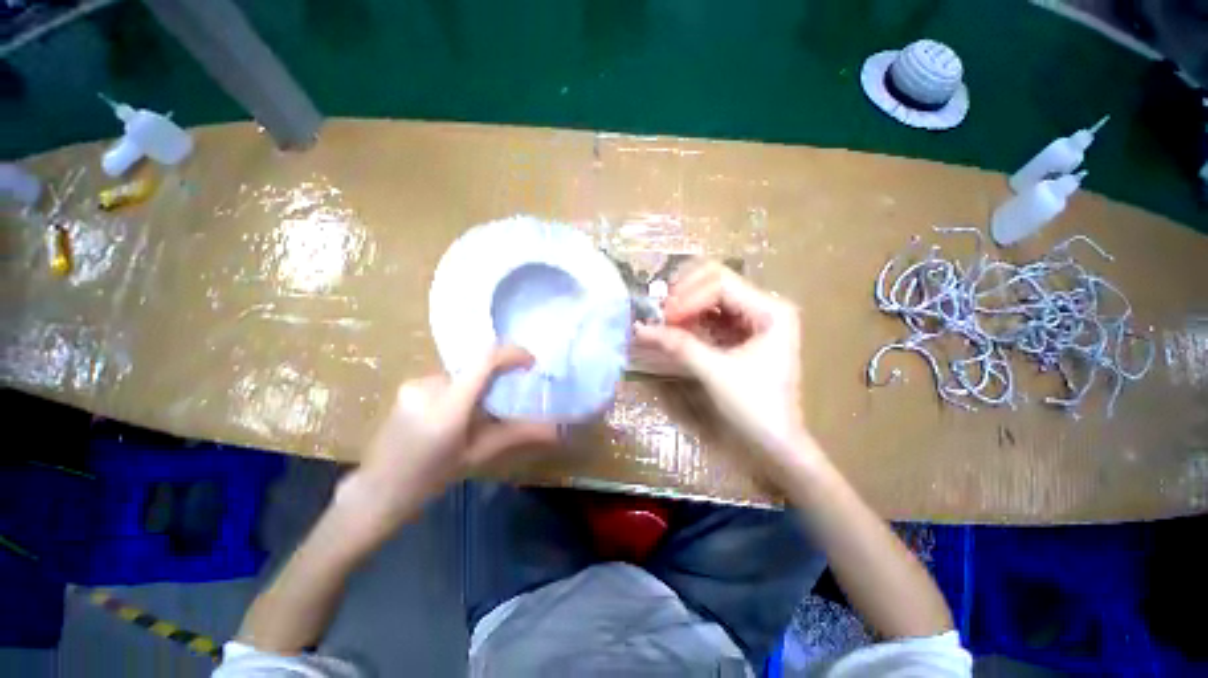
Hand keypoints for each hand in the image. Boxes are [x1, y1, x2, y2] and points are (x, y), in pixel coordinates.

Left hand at [339, 346, 558, 531]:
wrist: (378, 490)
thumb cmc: (430, 478)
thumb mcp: (478, 454)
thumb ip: (518, 435)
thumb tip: (556, 431)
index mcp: (448, 407)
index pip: (484, 361)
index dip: (512, 353)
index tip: (530, 362)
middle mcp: (429, 386)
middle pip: (475, 367)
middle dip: (496, 377)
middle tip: (505, 399)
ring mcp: (414, 384)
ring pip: (461, 373)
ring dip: (476, 385)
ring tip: (476, 414)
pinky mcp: (407, 386)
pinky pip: (446, 379)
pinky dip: (460, 389)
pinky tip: (453, 415)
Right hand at [635, 262, 810, 459]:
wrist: (776, 440)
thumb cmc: (754, 407)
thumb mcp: (715, 372)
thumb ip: (679, 345)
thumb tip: (641, 328)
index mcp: (771, 310)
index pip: (721, 285)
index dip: (687, 297)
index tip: (663, 318)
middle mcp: (765, 305)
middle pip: (717, 281)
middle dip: (685, 294)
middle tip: (661, 312)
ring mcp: (754, 317)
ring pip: (712, 295)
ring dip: (686, 303)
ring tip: (663, 318)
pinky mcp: (742, 330)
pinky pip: (712, 313)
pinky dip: (692, 316)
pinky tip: (675, 325)